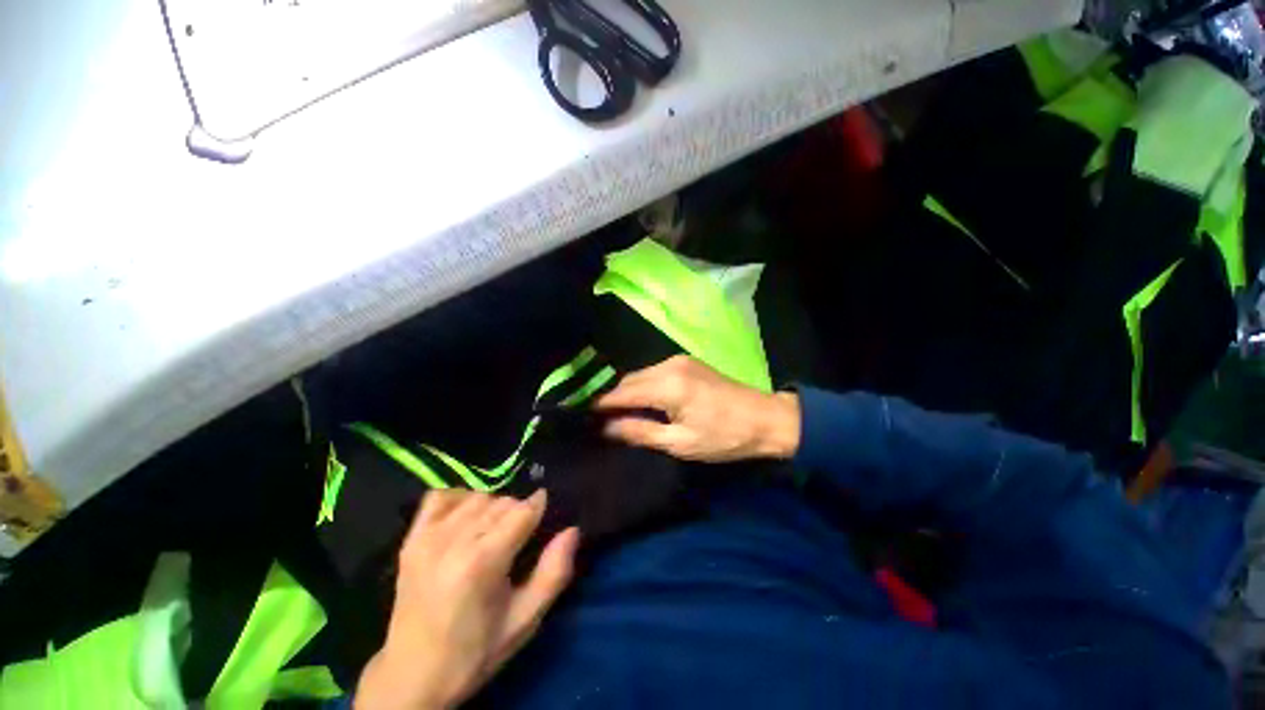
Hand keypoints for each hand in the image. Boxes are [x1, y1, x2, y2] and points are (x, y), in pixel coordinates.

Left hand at [355, 490, 578, 709]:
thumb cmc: (475, 652)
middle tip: (520, 538)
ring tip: (495, 532)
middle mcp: (453, 541)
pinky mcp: (411, 538)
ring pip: (477, 496)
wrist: (411, 677)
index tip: (544, 519)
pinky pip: (441, 496)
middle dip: (518, 512)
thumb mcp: (524, 622)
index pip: (523, 511)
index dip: (539, 509)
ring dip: (494, 507)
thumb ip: (554, 573)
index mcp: (481, 563)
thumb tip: (573, 530)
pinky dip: (460, 498)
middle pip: (502, 502)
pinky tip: (467, 516)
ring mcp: (427, 537)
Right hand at [593, 356, 800, 462]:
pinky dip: (644, 386)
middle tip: (602, 421)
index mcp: (667, 386)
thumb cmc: (724, 437)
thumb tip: (606, 428)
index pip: (622, 393)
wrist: (765, 418)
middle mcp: (669, 365)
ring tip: (621, 414)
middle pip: (629, 380)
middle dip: (613, 399)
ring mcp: (678, 360)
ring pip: (640, 375)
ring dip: (629, 392)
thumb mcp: (680, 443)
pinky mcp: (686, 361)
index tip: (583, 418)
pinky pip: (654, 372)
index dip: (601, 406)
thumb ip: (640, 432)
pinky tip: (645, 402)